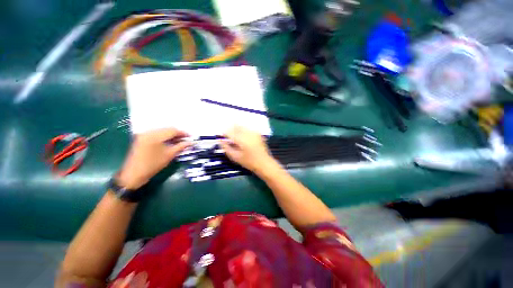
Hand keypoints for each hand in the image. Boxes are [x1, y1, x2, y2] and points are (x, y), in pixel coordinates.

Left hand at [117, 128, 190, 188]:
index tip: (190, 137)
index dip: (183, 133)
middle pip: (167, 129)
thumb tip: (191, 142)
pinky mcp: (141, 138)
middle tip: (185, 140)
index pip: (173, 130)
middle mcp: (149, 132)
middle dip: (177, 134)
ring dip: (171, 135)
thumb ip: (181, 146)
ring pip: (162, 131)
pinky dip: (164, 137)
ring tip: (178, 142)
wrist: (134, 174)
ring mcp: (144, 134)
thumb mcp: (170, 155)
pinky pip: (156, 133)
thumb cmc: (153, 165)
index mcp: (155, 136)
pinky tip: (169, 142)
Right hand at [220, 126, 276, 173]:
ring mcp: (254, 132)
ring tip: (235, 136)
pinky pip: (248, 128)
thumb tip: (220, 140)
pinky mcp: (258, 133)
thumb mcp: (235, 157)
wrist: (264, 163)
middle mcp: (247, 133)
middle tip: (228, 136)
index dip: (224, 133)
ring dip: (236, 128)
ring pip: (242, 126)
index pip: (229, 131)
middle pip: (236, 126)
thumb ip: (226, 148)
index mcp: (241, 139)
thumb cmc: (249, 162)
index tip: (222, 137)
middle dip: (230, 129)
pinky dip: (243, 130)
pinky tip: (243, 136)